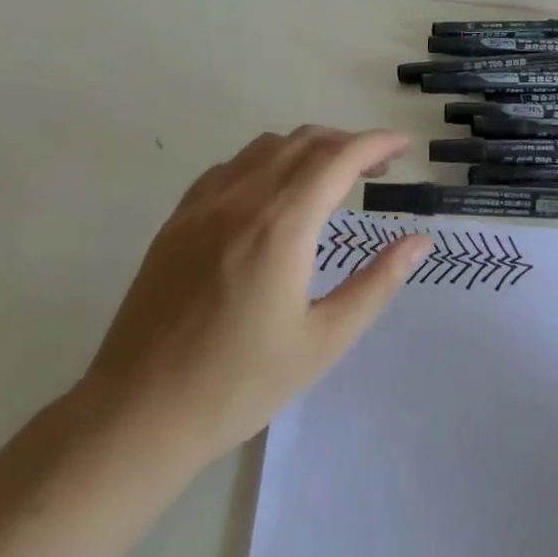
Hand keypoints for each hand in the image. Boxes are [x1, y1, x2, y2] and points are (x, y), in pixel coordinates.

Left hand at [78, 127, 430, 471]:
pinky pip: (231, 167)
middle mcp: (242, 199)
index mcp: (282, 225)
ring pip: (266, 147)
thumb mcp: (323, 341)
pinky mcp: (178, 219)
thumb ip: (376, 284)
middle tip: (377, 169)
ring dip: (308, 148)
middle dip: (348, 143)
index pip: (338, 158)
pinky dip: (266, 162)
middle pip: (305, 142)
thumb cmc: (240, 384)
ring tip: (330, 179)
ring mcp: (204, 205)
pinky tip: (273, 195)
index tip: (404, 146)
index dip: (377, 143)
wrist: (138, 414)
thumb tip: (419, 241)